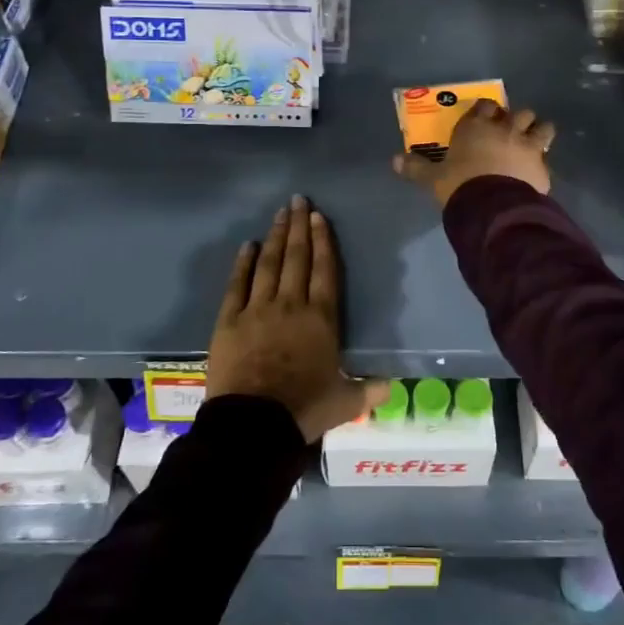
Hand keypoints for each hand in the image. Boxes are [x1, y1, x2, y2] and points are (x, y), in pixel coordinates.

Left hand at [207, 195, 389, 440]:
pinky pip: (237, 284)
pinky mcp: (229, 321)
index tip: (318, 217)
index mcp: (321, 318)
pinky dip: (243, 263)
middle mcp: (290, 305)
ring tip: (279, 214)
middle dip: (299, 227)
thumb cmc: (304, 409)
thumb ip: (369, 390)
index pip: (324, 270)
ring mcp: (257, 310)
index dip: (322, 241)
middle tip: (298, 200)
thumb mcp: (345, 402)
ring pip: (268, 264)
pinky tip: (248, 246)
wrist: (254, 424)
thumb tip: (394, 386)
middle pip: (296, 258)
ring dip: (276, 237)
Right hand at [392, 98, 554, 207]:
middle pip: (519, 112)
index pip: (485, 105)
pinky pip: (547, 157)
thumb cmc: (459, 185)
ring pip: (543, 126)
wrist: (492, 206)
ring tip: (533, 142)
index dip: (486, 110)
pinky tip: (536, 171)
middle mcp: (504, 128)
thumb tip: (394, 160)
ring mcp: (528, 144)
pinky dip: (542, 161)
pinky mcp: (542, 165)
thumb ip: (416, 168)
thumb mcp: (433, 178)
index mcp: (476, 126)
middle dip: (516, 119)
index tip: (485, 117)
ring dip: (538, 132)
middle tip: (510, 131)